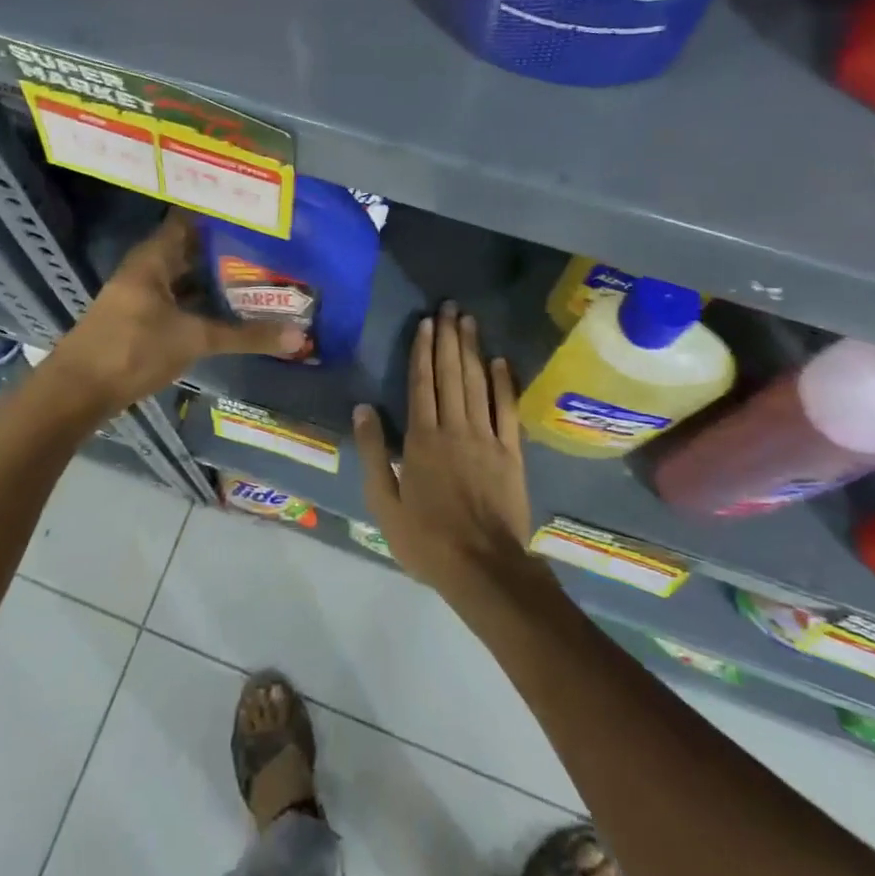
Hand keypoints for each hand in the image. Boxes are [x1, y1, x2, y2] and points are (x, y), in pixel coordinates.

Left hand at [46, 212, 304, 411]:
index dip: (222, 214)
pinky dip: (204, 300)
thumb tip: (298, 336)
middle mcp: (147, 268)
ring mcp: (142, 293)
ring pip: (186, 276)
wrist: (77, 393)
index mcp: (154, 257)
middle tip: (272, 246)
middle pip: (192, 248)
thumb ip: (246, 336)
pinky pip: (180, 298)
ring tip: (262, 273)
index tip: (259, 214)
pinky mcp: (142, 318)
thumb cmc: (132, 350)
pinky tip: (232, 307)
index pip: (191, 219)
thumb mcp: (194, 339)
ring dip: (217, 277)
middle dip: (228, 248)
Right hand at [353, 303, 535, 599]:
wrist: (484, 568)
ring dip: (473, 350)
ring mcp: (486, 438)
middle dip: (449, 338)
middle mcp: (455, 428)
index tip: (427, 322)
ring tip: (469, 321)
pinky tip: (501, 361)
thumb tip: (363, 408)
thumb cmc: (427, 540)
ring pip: (478, 383)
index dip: (423, 350)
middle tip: (450, 307)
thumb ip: (375, 453)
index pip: (422, 384)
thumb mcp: (384, 503)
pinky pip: (507, 410)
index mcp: (422, 439)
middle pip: (451, 374)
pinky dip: (504, 383)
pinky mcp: (511, 453)